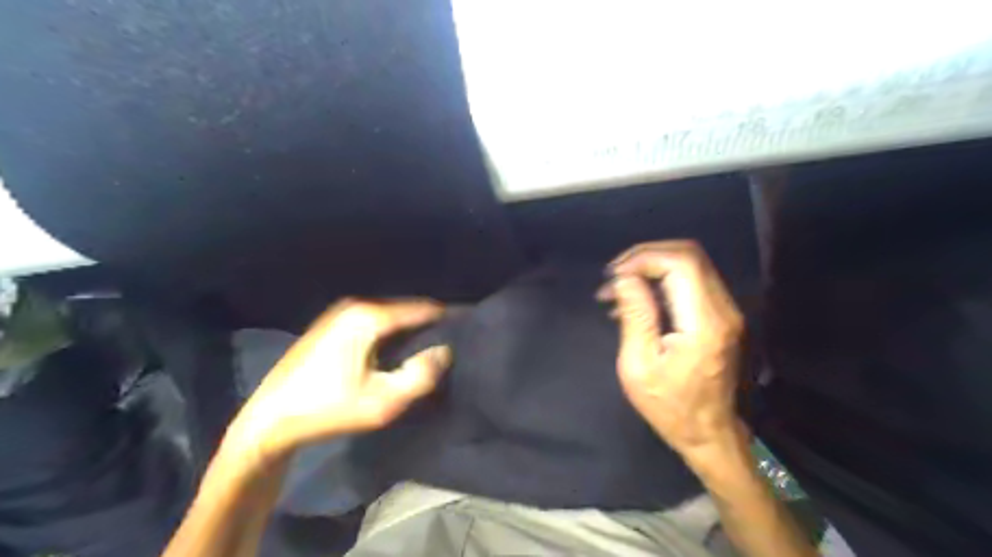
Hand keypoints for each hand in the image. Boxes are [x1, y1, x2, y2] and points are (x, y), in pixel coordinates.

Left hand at [228, 301, 450, 461]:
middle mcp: (356, 305)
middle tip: (451, 342)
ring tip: (430, 346)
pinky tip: (398, 350)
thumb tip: (445, 351)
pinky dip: (392, 331)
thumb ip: (421, 376)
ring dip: (410, 329)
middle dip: (429, 324)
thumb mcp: (382, 402)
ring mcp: (340, 312)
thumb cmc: (328, 410)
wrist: (269, 419)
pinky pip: (375, 321)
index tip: (468, 328)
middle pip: (406, 309)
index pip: (423, 308)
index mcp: (369, 317)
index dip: (448, 318)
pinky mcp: (332, 324)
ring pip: (391, 315)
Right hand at [605, 241, 744, 458]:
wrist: (710, 435)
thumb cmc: (670, 407)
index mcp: (703, 323)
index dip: (644, 258)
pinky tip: (636, 300)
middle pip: (689, 255)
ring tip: (618, 289)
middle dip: (646, 256)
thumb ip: (635, 316)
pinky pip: (691, 282)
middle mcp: (723, 310)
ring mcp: (726, 312)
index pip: (681, 263)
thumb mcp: (639, 366)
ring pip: (691, 264)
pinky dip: (661, 280)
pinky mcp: (720, 317)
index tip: (614, 276)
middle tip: (614, 274)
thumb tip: (625, 278)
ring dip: (652, 267)